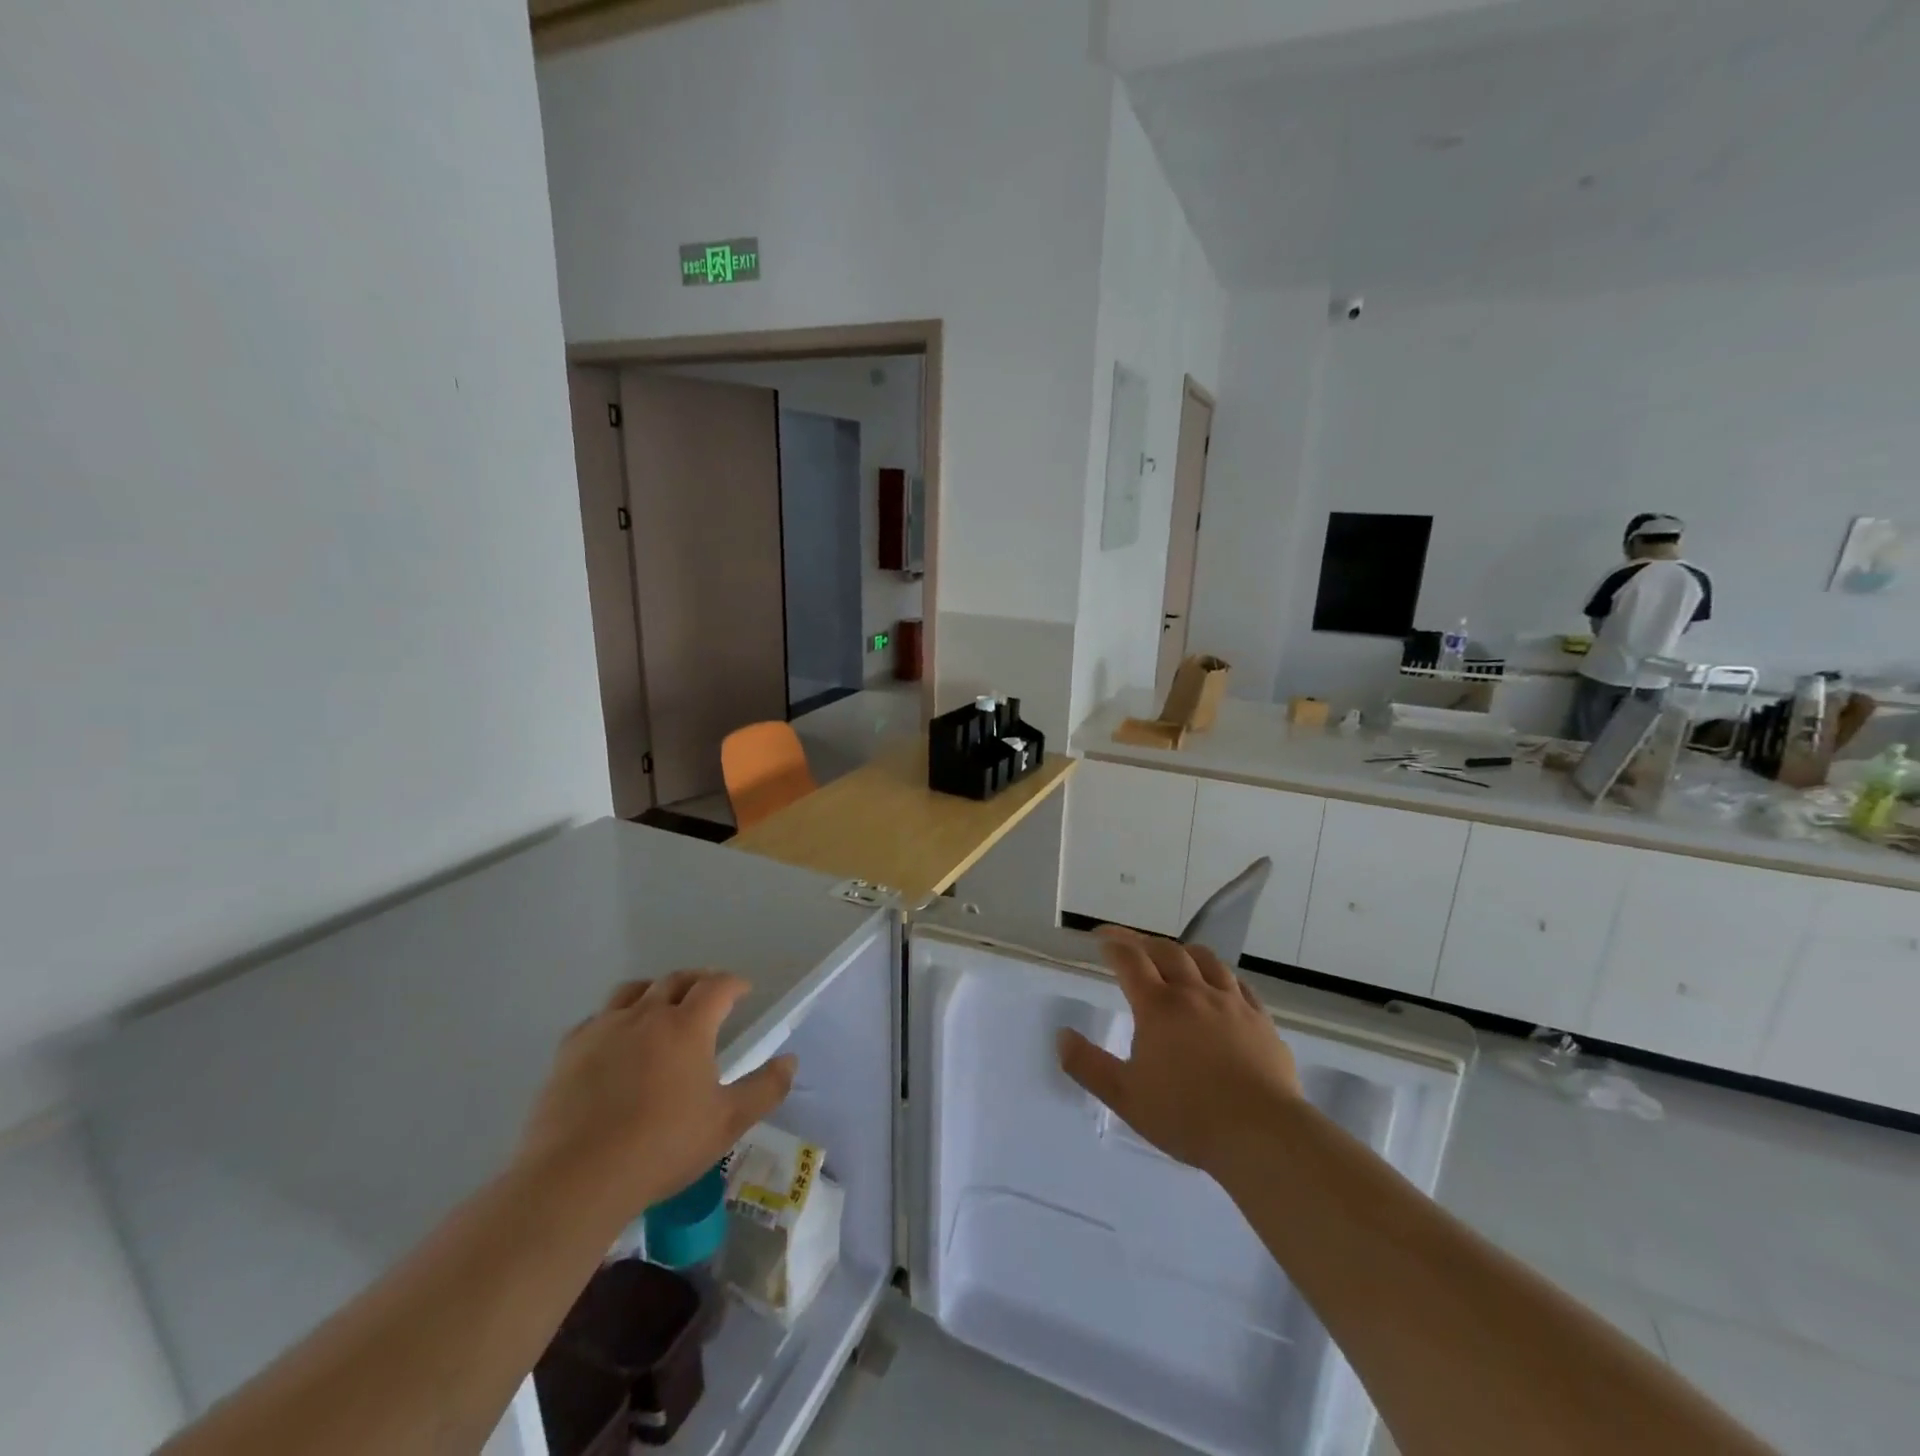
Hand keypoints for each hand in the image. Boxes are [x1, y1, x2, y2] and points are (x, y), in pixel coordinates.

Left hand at [515, 971, 795, 1229]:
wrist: (576, 1178)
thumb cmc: (661, 1147)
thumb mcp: (727, 1123)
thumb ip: (765, 1089)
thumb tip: (790, 1061)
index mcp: (687, 1025)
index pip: (717, 986)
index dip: (734, 983)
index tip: (744, 991)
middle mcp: (646, 1014)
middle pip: (676, 980)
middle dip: (698, 981)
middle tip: (708, 994)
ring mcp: (604, 1029)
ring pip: (633, 990)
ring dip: (654, 991)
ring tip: (661, 1007)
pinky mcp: (569, 1050)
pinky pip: (597, 1018)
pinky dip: (615, 1018)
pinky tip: (615, 1040)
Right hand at [1058, 930, 1299, 1176]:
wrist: (1262, 1135)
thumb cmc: (1187, 1116)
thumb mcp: (1125, 1097)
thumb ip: (1088, 1065)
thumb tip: (1061, 1035)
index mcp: (1158, 1007)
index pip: (1130, 961)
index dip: (1113, 944)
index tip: (1100, 938)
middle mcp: (1194, 993)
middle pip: (1166, 951)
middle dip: (1142, 942)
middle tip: (1128, 942)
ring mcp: (1231, 1003)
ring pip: (1206, 960)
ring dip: (1183, 951)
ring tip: (1173, 955)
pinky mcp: (1261, 1020)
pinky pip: (1239, 984)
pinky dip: (1220, 975)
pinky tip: (1219, 985)